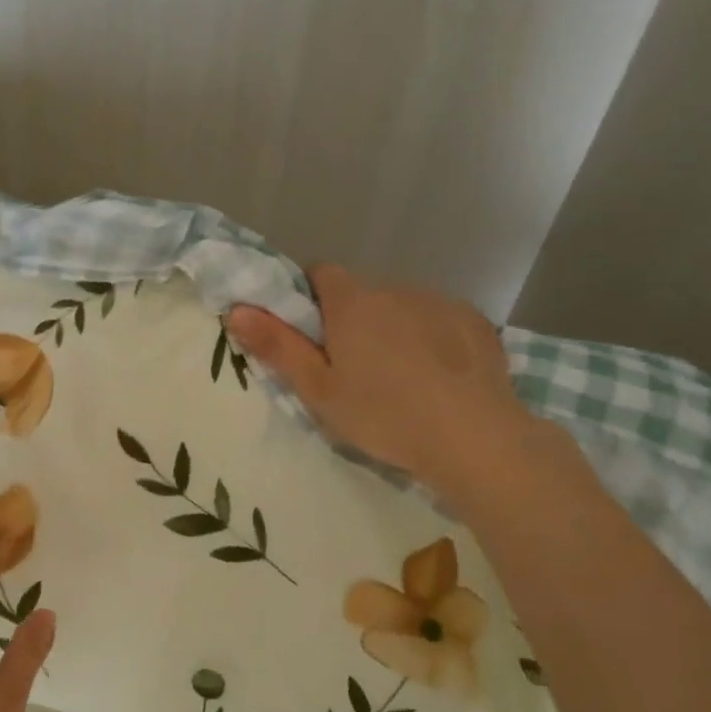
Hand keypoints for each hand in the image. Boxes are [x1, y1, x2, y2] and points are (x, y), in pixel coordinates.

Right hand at [227, 265, 539, 509]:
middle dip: (349, 320)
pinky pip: (437, 319)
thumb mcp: (318, 389)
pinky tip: (436, 377)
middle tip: (349, 370)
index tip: (308, 336)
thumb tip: (236, 309)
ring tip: (397, 378)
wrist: (473, 438)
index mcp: (352, 302)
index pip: (319, 272)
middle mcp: (395, 288)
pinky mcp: (474, 321)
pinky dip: (429, 337)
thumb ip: (277, 346)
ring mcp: (439, 302)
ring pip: (400, 306)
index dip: (307, 298)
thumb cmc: (383, 415)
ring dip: (390, 328)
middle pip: (360, 293)